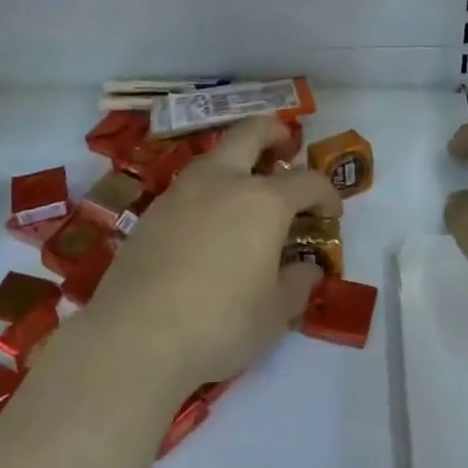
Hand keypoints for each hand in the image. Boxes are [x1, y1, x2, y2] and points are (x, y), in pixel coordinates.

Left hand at [86, 119, 340, 391]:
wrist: (136, 335)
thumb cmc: (220, 322)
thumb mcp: (274, 313)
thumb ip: (297, 284)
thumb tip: (307, 268)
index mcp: (263, 201)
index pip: (307, 181)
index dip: (326, 193)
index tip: (331, 213)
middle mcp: (223, 181)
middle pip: (251, 132)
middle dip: (274, 133)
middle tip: (285, 148)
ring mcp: (181, 191)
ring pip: (215, 156)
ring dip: (237, 161)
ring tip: (247, 192)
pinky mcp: (152, 210)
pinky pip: (189, 185)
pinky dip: (209, 190)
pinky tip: (208, 224)